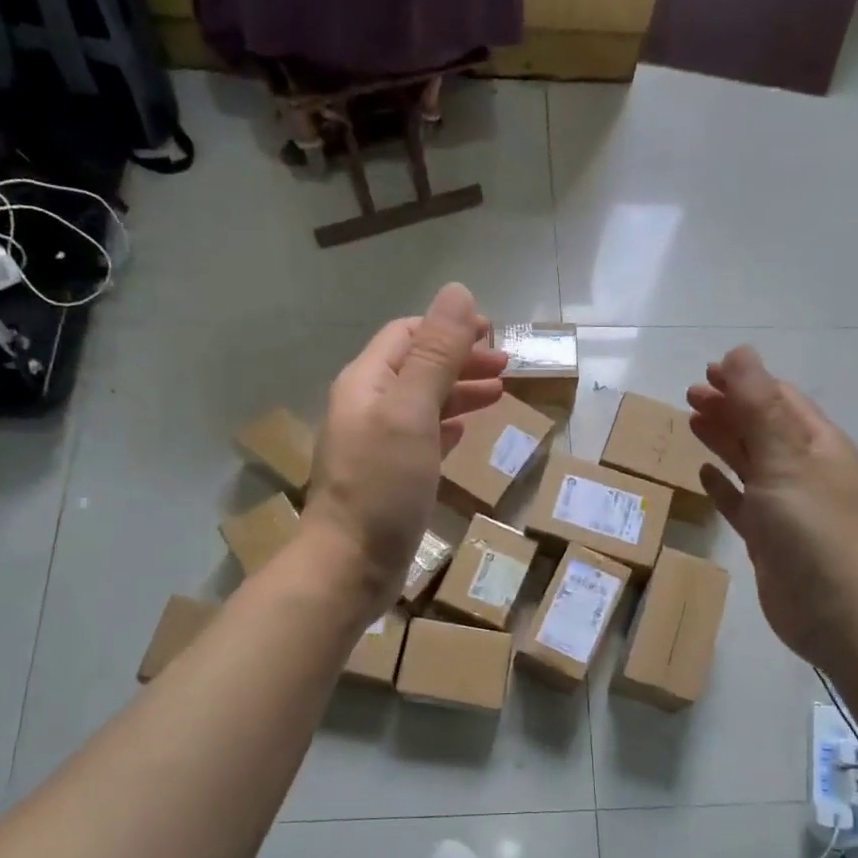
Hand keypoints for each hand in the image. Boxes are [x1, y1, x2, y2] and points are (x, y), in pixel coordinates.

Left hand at [302, 283, 507, 614]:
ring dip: (458, 392)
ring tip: (499, 395)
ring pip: (421, 403)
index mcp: (366, 382)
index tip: (493, 333)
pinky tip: (464, 431)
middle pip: (416, 368)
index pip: (407, 335)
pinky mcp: (388, 476)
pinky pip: (421, 437)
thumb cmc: (382, 484)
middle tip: (506, 367)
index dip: (448, 328)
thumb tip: (458, 292)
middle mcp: (366, 407)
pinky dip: (445, 426)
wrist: (350, 565)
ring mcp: (375, 444)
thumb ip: (436, 354)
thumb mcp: (412, 412)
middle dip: (460, 360)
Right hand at [688, 346, 857, 667]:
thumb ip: (758, 407)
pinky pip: (742, 502)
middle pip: (762, 427)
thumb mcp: (784, 460)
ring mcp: (787, 506)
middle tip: (689, 394)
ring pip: (750, 462)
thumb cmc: (813, 530)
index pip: (778, 399)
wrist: (838, 614)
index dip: (745, 381)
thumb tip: (740, 352)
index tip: (707, 370)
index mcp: (816, 444)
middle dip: (729, 407)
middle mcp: (804, 469)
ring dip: (723, 440)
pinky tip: (704, 475)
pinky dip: (724, 485)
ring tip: (691, 422)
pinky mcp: (769, 538)